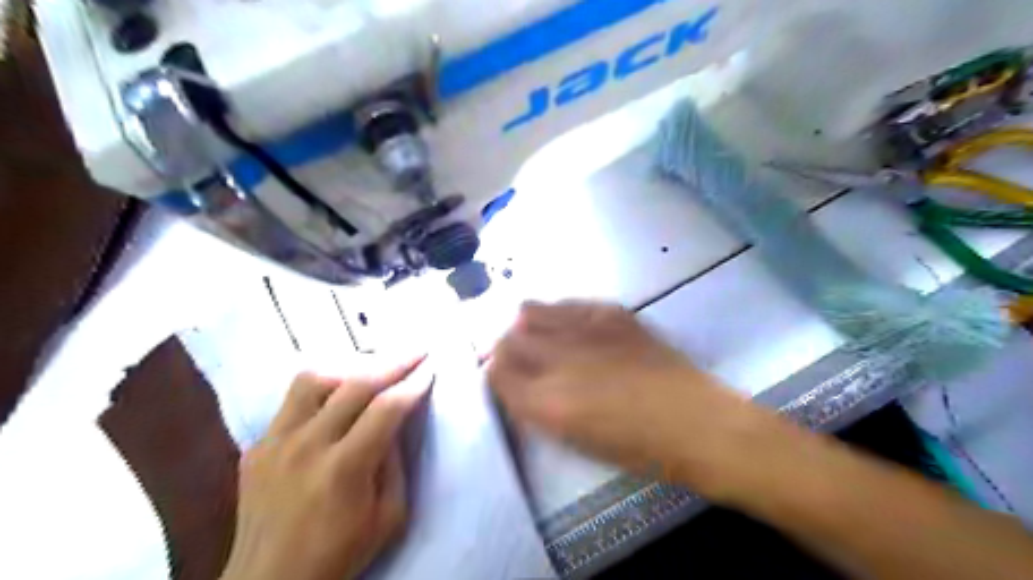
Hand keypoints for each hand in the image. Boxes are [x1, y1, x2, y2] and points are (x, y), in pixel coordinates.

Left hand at [223, 361, 433, 579]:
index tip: (431, 367)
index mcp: (343, 470)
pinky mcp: (256, 446)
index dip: (414, 383)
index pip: (387, 409)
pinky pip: (291, 401)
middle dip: (393, 362)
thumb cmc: (339, 554)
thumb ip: (396, 464)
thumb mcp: (389, 518)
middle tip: (416, 351)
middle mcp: (305, 447)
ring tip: (372, 372)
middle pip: (354, 384)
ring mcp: (274, 443)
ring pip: (313, 378)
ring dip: (350, 369)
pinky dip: (321, 391)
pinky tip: (335, 399)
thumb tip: (396, 422)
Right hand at [489, 302, 769, 490]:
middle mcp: (557, 359)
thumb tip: (516, 384)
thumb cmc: (637, 448)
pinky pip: (566, 304)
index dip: (495, 373)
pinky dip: (559, 315)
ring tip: (544, 338)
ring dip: (527, 326)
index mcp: (546, 402)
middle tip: (521, 360)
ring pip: (529, 311)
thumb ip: (536, 408)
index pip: (496, 372)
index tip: (504, 377)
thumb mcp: (574, 440)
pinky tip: (573, 329)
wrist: (696, 421)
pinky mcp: (609, 312)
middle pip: (506, 338)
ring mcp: (583, 329)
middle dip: (505, 349)